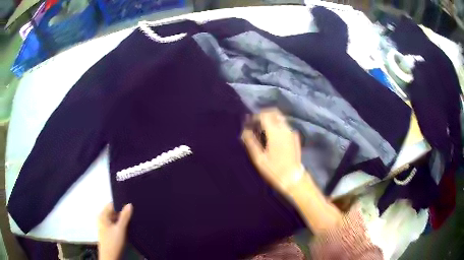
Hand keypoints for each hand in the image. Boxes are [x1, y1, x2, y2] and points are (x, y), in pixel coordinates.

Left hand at [98, 203, 132, 259]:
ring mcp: (105, 226)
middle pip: (114, 212)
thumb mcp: (120, 229)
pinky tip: (128, 230)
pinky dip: (122, 226)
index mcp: (102, 216)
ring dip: (123, 221)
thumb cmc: (113, 242)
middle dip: (123, 214)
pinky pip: (116, 226)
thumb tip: (129, 205)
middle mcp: (103, 219)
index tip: (131, 207)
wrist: (111, 257)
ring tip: (132, 223)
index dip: (121, 205)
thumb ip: (125, 217)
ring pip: (116, 220)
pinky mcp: (109, 233)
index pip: (112, 205)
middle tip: (133, 216)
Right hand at [241, 108, 303, 193]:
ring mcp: (291, 132)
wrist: (293, 178)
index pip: (265, 115)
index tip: (249, 122)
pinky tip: (273, 135)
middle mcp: (285, 129)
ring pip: (281, 118)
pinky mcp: (295, 137)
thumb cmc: (274, 169)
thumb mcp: (259, 158)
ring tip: (263, 129)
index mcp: (275, 132)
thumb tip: (244, 131)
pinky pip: (285, 125)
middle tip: (256, 122)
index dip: (255, 116)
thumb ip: (251, 142)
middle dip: (264, 114)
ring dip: (271, 119)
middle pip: (275, 113)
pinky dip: (277, 125)